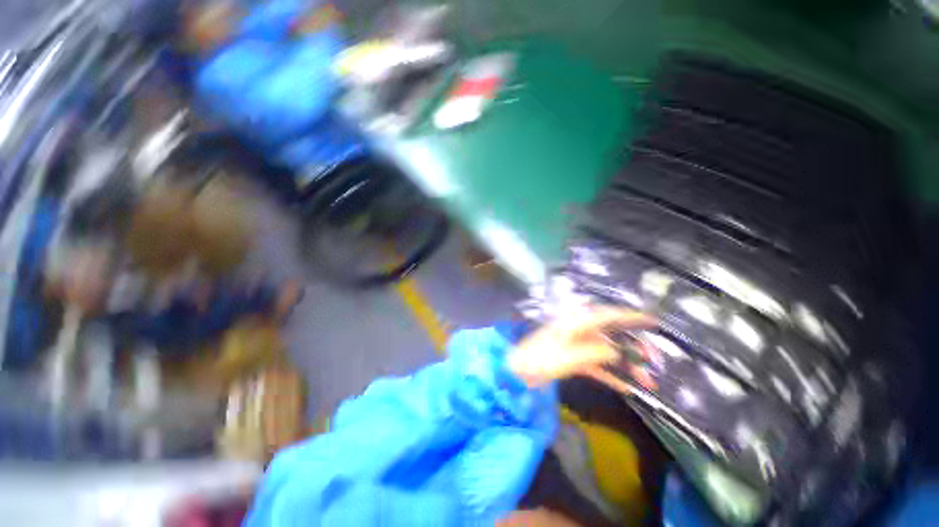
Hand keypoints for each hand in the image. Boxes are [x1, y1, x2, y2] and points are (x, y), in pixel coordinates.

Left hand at [507, 307, 654, 386]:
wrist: (519, 372)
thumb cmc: (541, 359)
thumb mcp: (570, 355)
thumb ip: (596, 352)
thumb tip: (617, 350)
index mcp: (577, 324)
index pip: (608, 315)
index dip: (630, 316)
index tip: (652, 321)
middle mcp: (580, 332)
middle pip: (612, 336)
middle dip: (634, 348)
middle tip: (653, 362)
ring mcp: (577, 347)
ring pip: (608, 354)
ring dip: (626, 366)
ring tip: (648, 382)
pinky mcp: (575, 361)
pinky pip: (598, 367)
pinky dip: (611, 376)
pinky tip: (626, 389)